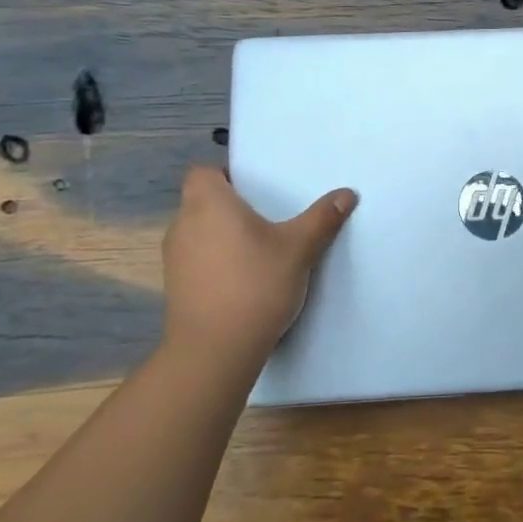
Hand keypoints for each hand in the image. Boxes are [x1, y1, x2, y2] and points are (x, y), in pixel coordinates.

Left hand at [161, 167, 356, 362]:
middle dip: (230, 205)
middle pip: (202, 200)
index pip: (203, 171)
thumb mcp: (299, 248)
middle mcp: (184, 224)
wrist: (215, 350)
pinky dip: (216, 260)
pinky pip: (197, 258)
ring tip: (258, 247)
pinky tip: (244, 277)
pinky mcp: (175, 286)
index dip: (226, 173)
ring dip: (222, 234)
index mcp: (208, 203)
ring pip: (199, 231)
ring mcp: (175, 258)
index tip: (256, 187)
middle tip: (267, 215)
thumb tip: (347, 194)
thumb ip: (322, 218)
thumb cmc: (255, 284)